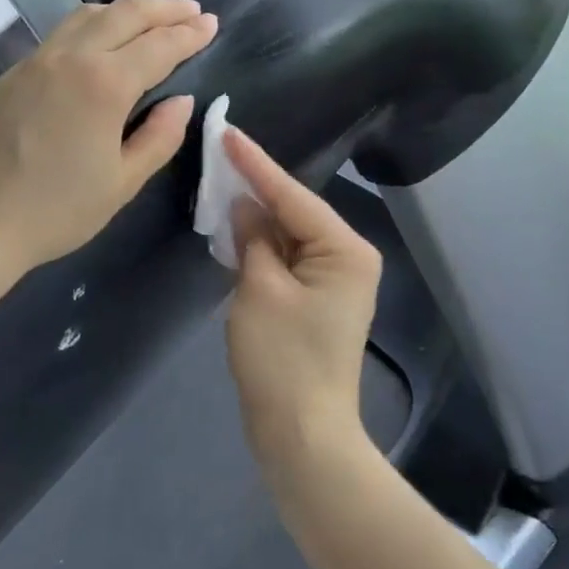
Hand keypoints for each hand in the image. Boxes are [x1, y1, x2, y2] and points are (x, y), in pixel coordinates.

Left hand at [0, 0, 217, 275]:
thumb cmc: (53, 212)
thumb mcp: (121, 183)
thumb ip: (159, 137)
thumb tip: (181, 102)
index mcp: (104, 84)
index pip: (159, 46)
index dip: (190, 34)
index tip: (213, 24)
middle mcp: (70, 58)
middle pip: (125, 14)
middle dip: (164, 9)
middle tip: (193, 11)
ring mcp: (36, 61)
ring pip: (88, 15)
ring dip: (127, 9)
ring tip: (152, 17)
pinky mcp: (12, 74)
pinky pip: (64, 31)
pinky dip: (96, 23)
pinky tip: (102, 40)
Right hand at [223, 127, 381, 484]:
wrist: (302, 436)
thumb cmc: (282, 360)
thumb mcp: (259, 290)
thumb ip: (253, 239)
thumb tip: (245, 205)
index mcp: (345, 249)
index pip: (293, 195)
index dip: (256, 165)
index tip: (228, 132)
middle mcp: (348, 258)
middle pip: (295, 212)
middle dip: (256, 188)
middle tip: (219, 154)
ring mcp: (335, 281)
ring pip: (289, 236)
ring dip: (256, 219)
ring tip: (221, 182)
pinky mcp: (318, 301)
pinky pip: (287, 260)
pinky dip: (262, 248)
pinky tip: (236, 230)